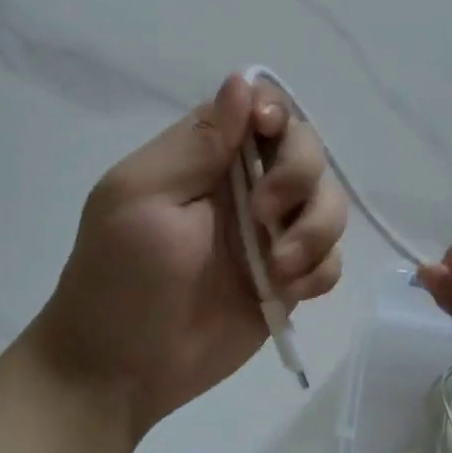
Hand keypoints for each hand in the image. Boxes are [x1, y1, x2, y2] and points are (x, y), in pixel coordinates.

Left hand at [30, 74, 348, 436]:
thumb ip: (198, 144)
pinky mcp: (288, 280)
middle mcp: (244, 187)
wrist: (121, 370)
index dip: (278, 115)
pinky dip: (320, 269)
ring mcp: (270, 235)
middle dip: (299, 177)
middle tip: (264, 216)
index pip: (261, 109)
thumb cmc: (120, 277)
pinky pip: (330, 258)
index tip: (269, 135)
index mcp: (205, 158)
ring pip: (329, 203)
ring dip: (316, 229)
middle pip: (307, 151)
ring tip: (278, 268)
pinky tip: (288, 291)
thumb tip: (243, 82)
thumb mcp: (143, 198)